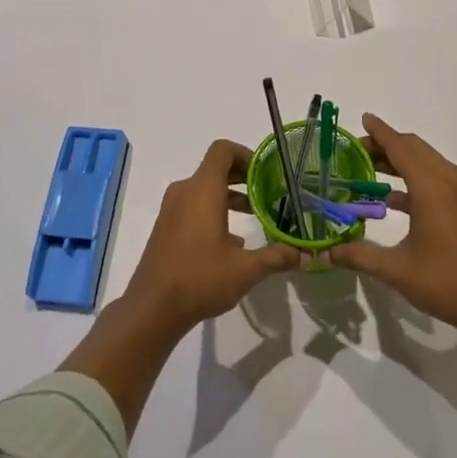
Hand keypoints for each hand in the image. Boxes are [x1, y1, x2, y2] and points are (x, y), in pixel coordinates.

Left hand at [122, 139, 300, 333]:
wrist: (152, 307)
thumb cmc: (200, 278)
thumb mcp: (245, 270)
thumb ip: (276, 257)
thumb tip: (304, 254)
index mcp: (203, 190)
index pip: (223, 150)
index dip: (246, 154)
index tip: (266, 173)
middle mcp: (185, 191)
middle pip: (216, 168)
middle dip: (243, 176)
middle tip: (268, 192)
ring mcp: (172, 209)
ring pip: (205, 188)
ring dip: (230, 195)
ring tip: (255, 215)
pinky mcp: (166, 226)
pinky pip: (193, 205)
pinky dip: (214, 210)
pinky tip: (232, 241)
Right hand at [327, 113, 456, 340]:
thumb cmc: (447, 282)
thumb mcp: (397, 270)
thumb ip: (359, 256)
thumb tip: (327, 253)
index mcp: (431, 187)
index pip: (400, 147)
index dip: (380, 132)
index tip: (363, 118)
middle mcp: (448, 180)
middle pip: (414, 148)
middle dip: (386, 144)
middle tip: (356, 151)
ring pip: (426, 161)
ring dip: (400, 160)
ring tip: (369, 169)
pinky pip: (435, 177)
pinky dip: (413, 177)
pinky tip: (392, 199)